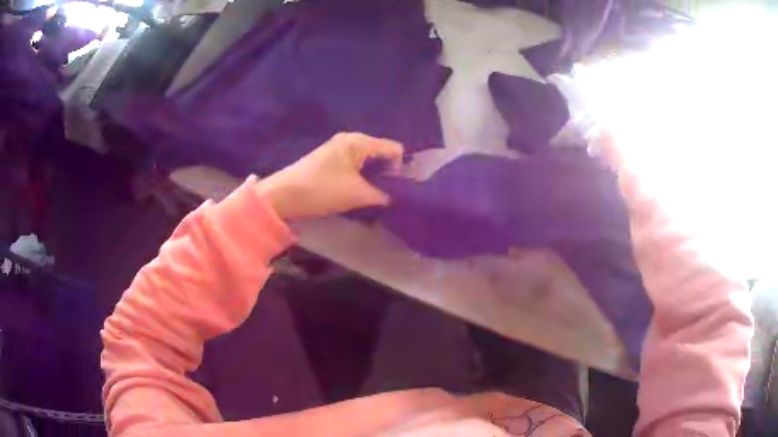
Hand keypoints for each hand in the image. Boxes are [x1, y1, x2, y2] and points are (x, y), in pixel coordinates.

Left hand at [257, 132, 403, 219]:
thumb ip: (382, 195)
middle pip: (381, 154)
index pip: (394, 149)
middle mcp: (350, 140)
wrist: (283, 196)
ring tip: (371, 198)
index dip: (400, 169)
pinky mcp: (329, 162)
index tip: (395, 190)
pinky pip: (354, 167)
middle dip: (387, 174)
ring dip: (373, 179)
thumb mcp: (357, 194)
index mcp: (359, 142)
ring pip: (367, 162)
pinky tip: (356, 194)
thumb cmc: (322, 190)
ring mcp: (337, 150)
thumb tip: (394, 198)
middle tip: (386, 196)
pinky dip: (360, 179)